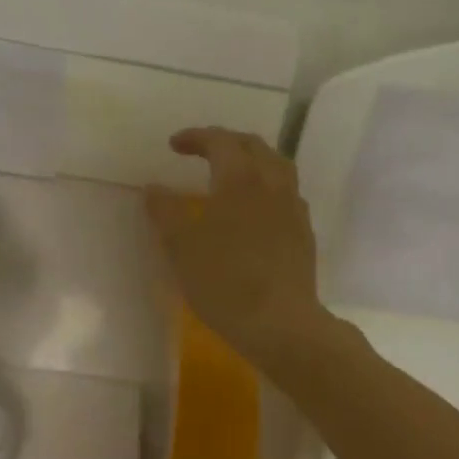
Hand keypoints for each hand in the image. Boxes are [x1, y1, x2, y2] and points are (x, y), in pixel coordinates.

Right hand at [146, 127, 333, 371]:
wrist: (280, 322)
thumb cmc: (224, 281)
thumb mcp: (181, 247)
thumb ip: (165, 212)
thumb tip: (153, 188)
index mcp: (240, 178)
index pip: (219, 141)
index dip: (196, 137)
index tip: (174, 145)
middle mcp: (272, 183)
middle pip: (253, 146)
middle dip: (226, 142)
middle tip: (203, 151)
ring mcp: (294, 208)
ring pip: (277, 166)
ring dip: (253, 160)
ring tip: (234, 173)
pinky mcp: (304, 233)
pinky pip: (287, 194)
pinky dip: (268, 187)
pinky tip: (258, 209)